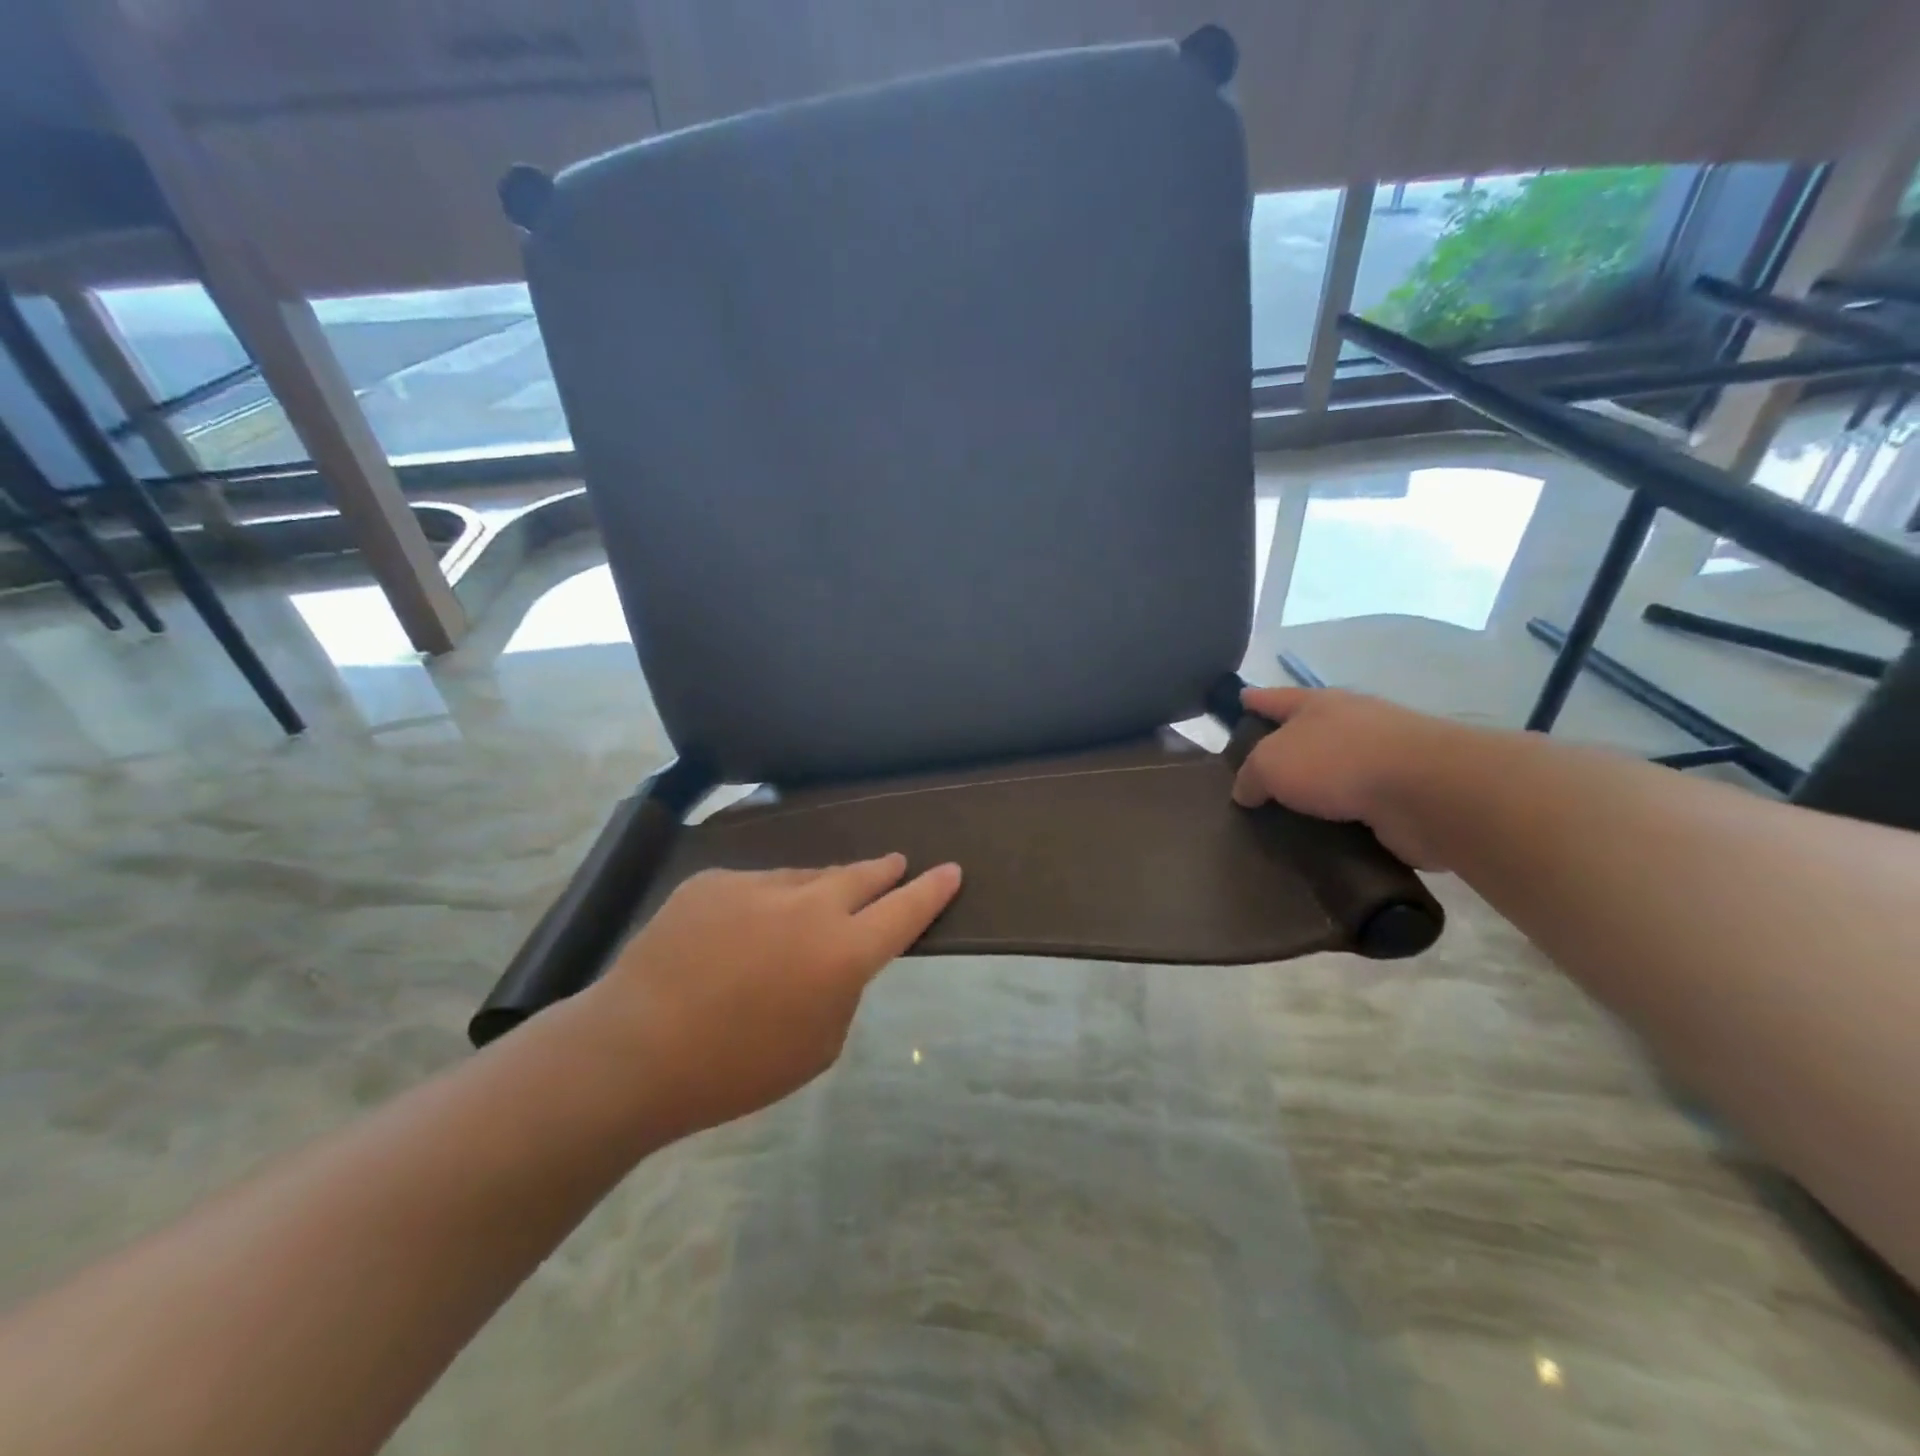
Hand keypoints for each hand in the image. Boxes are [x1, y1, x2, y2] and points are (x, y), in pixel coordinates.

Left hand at [589, 855, 962, 1138]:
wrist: (634, 1050)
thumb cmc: (736, 1069)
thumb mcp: (818, 1046)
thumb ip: (842, 990)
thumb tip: (837, 956)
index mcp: (844, 953)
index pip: (906, 909)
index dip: (933, 890)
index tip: (951, 870)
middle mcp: (811, 906)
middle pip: (862, 876)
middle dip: (885, 871)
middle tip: (896, 866)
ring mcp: (759, 886)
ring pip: (807, 877)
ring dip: (821, 889)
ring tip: (815, 908)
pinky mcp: (716, 881)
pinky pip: (756, 886)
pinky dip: (764, 904)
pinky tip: (742, 932)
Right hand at [1231, 685, 1468, 869]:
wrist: (1427, 792)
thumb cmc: (1338, 761)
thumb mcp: (1271, 763)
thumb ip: (1250, 775)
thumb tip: (1246, 791)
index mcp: (1319, 704)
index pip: (1276, 698)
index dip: (1255, 700)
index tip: (1240, 700)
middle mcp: (1351, 724)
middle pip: (1307, 733)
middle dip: (1285, 747)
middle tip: (1255, 774)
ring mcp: (1382, 760)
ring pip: (1334, 773)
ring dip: (1314, 791)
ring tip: (1282, 816)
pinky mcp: (1401, 798)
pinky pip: (1355, 809)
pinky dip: (1338, 821)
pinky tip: (1317, 839)